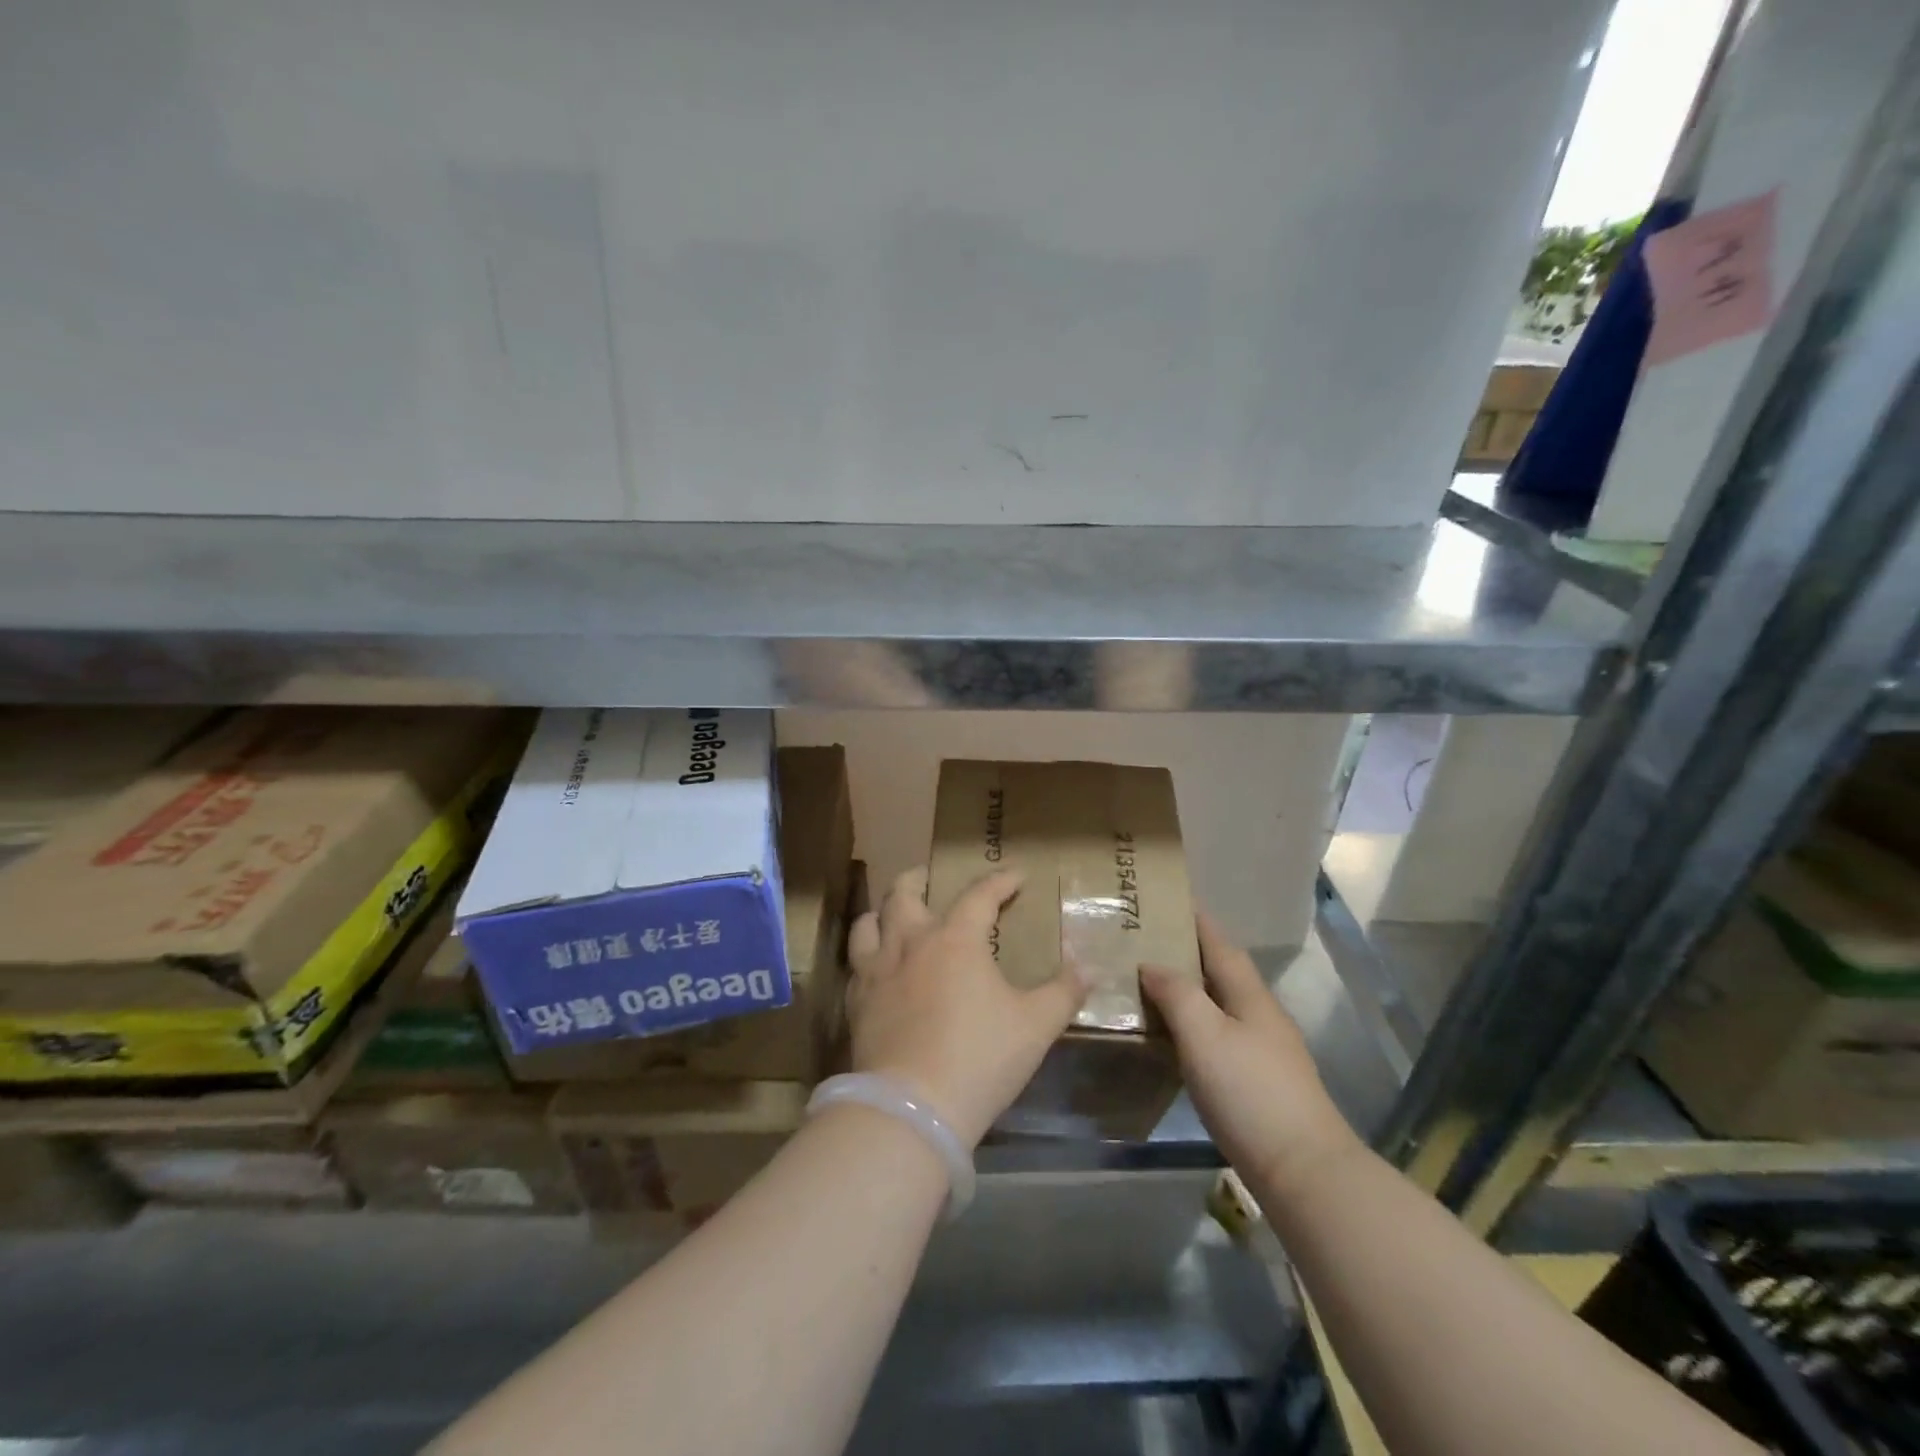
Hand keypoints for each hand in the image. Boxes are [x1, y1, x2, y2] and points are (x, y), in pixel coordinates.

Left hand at [846, 866, 1087, 1147]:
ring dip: (882, 912)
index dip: (1000, 881)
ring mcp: (877, 971)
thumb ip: (1064, 991)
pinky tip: (875, 968)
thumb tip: (1089, 965)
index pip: (979, 895)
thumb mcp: (1036, 1025)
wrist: (912, 1108)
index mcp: (956, 939)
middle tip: (927, 876)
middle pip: (905, 893)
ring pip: (869, 922)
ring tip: (892, 914)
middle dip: (918, 878)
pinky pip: (855, 964)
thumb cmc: (980, 1058)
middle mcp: (911, 943)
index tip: (1016, 876)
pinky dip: (866, 955)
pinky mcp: (857, 1002)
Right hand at [1141, 913, 1359, 1198]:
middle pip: (1220, 972)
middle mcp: (1260, 1015)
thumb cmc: (1249, 1092)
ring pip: (1219, 1005)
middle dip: (1187, 952)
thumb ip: (1177, 994)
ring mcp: (1264, 1051)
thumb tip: (1151, 964)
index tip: (1168, 898)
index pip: (1218, 944)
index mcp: (1249, 995)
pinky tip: (1173, 1039)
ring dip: (1189, 990)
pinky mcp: (1259, 1083)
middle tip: (1144, 942)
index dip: (1196, 919)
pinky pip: (1218, 1036)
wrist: (1303, 1171)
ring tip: (1149, 985)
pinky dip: (1193, 1025)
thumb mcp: (1204, 1035)